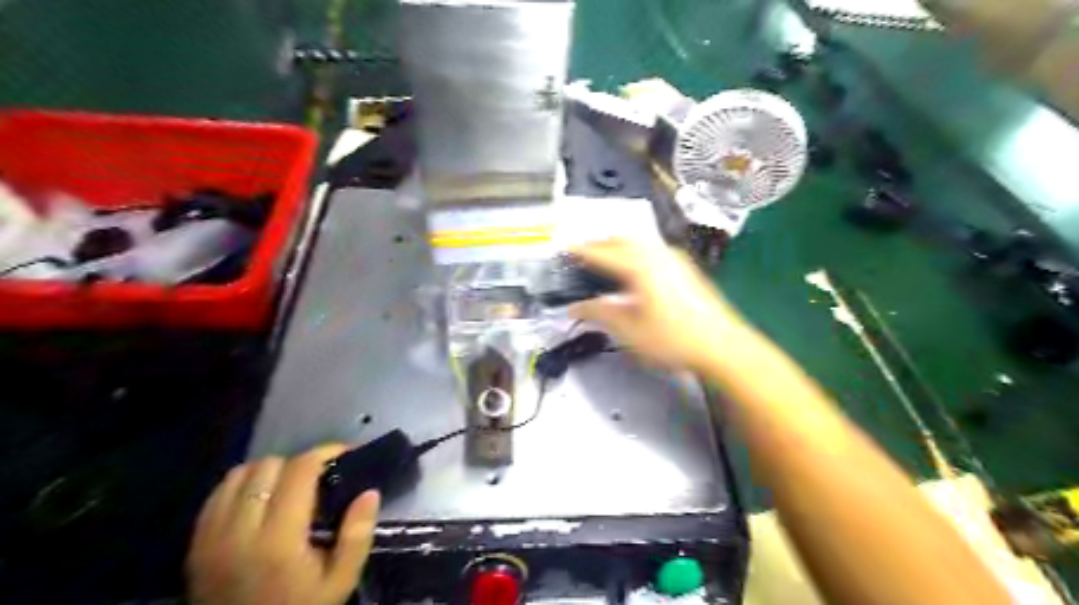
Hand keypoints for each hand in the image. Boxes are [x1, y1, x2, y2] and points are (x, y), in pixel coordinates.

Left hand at [187, 443, 379, 604]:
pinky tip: (259, 500)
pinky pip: (216, 495)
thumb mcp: (340, 581)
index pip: (298, 471)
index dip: (323, 453)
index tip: (343, 455)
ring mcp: (211, 538)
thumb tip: (369, 492)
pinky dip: (241, 486)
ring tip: (287, 487)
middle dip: (298, 464)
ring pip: (238, 475)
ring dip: (267, 472)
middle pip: (267, 466)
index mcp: (278, 540)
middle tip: (318, 478)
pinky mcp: (195, 546)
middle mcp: (238, 531)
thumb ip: (357, 535)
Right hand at [568, 239, 746, 370]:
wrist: (721, 345)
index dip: (581, 251)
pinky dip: (635, 253)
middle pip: (622, 240)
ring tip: (604, 260)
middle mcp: (657, 255)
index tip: (565, 249)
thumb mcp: (628, 330)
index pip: (602, 252)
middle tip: (582, 254)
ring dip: (618, 246)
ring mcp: (675, 259)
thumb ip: (599, 313)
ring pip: (639, 243)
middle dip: (600, 244)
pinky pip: (652, 250)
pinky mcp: (685, 268)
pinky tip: (634, 269)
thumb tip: (576, 308)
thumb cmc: (673, 339)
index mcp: (639, 266)